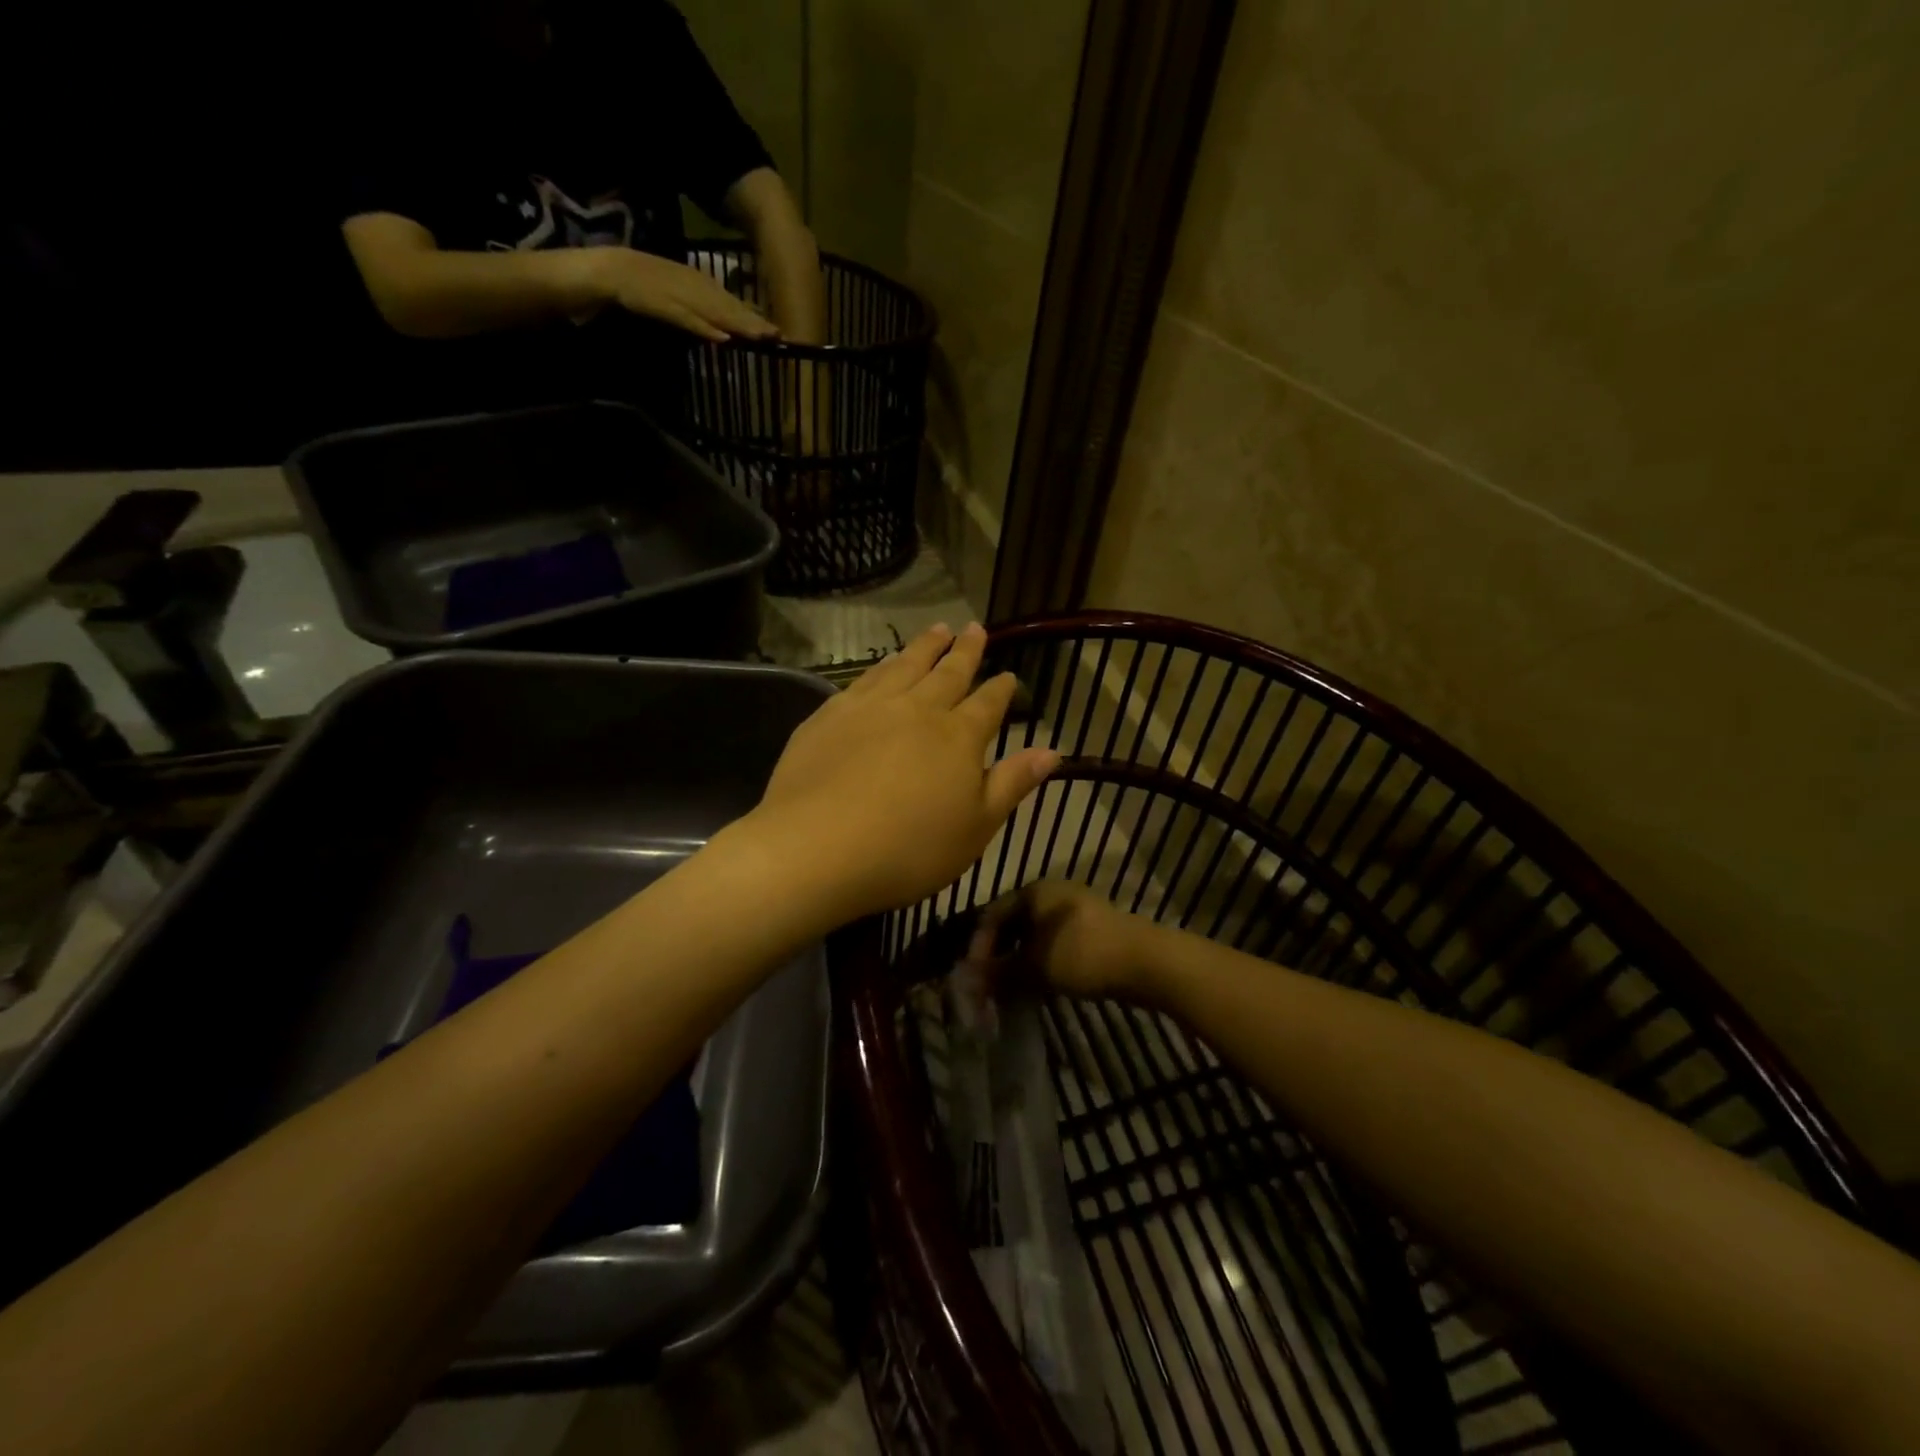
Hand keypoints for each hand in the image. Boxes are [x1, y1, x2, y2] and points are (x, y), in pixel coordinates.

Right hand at [592, 248, 779, 341]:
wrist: (613, 270)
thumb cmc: (651, 287)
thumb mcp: (686, 294)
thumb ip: (709, 309)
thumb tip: (734, 325)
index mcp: (702, 284)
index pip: (735, 304)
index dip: (757, 318)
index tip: (779, 333)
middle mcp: (697, 288)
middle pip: (731, 309)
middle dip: (755, 323)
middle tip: (779, 336)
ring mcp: (682, 297)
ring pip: (715, 314)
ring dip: (738, 326)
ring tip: (761, 337)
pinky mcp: (665, 307)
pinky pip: (688, 320)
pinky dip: (705, 329)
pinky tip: (722, 339)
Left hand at [747, 624, 1059, 924]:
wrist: (817, 847)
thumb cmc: (909, 849)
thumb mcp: (976, 828)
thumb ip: (1012, 784)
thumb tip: (1051, 750)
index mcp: (958, 737)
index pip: (988, 704)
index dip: (1001, 689)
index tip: (1009, 675)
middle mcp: (918, 709)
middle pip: (948, 672)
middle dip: (965, 651)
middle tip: (975, 628)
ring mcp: (871, 707)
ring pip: (906, 665)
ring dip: (925, 646)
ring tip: (938, 629)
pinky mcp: (830, 715)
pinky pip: (865, 679)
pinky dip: (883, 665)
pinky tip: (885, 663)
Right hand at [965, 880, 1167, 1003]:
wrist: (1145, 961)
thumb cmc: (1081, 954)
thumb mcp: (1034, 966)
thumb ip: (999, 972)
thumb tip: (969, 981)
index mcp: (1034, 891)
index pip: (992, 914)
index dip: (978, 946)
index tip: (973, 976)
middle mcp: (1052, 893)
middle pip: (1013, 923)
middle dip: (999, 955)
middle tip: (989, 986)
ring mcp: (1074, 909)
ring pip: (1035, 935)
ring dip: (1020, 961)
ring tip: (1012, 989)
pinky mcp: (1092, 929)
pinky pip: (1055, 942)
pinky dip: (1042, 961)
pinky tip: (1040, 983)